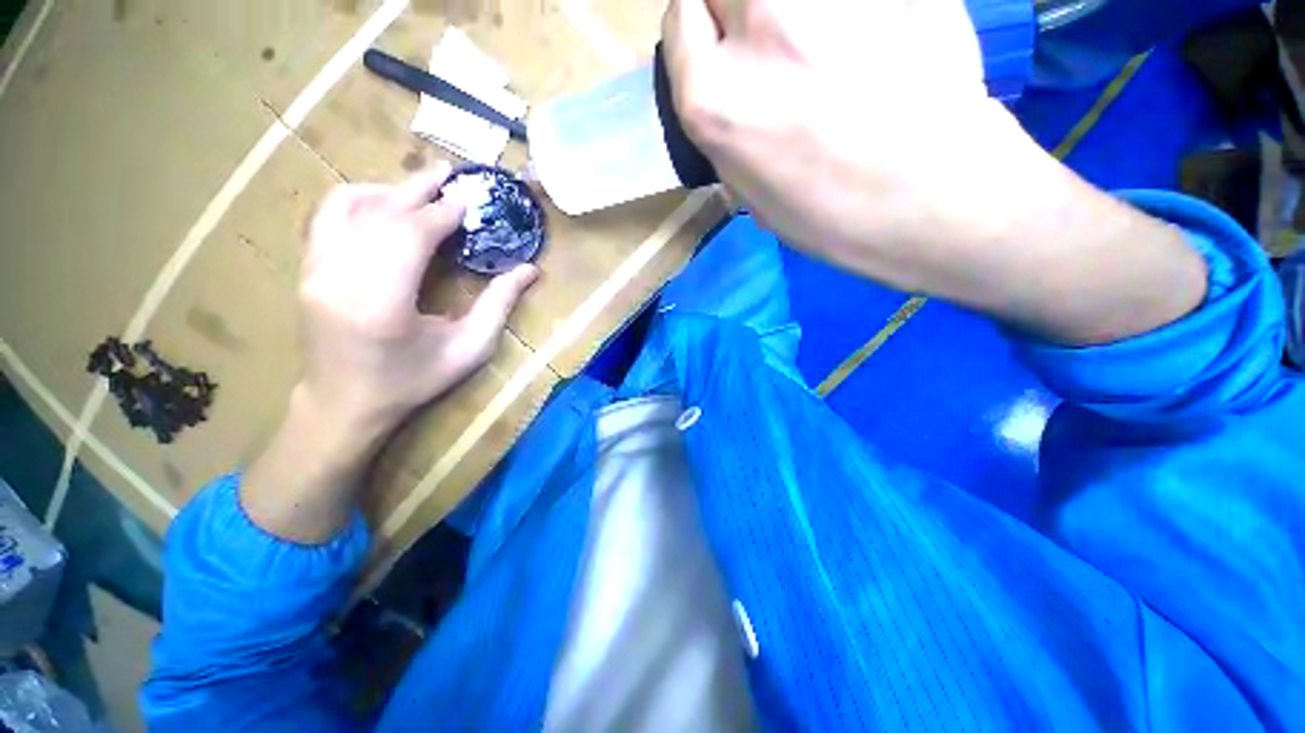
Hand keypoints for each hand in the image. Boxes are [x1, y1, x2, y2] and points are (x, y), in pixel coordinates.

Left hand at [241, 164, 537, 542]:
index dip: (442, 212)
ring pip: (347, 207)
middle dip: (418, 189)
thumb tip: (529, 271)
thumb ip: (498, 307)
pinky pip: (326, 218)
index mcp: (382, 303)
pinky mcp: (306, 271)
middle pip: (380, 213)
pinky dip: (355, 200)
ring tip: (418, 186)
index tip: (469, 200)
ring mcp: (315, 272)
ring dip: (387, 190)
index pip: (410, 235)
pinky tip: (380, 203)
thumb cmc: (412, 383)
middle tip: (448, 173)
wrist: (344, 405)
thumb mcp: (468, 351)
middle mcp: (340, 278)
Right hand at [663, 0, 1014, 263]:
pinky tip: (871, 41)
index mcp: (712, 98)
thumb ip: (728, 132)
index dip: (702, 34)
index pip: (680, 16)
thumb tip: (726, 95)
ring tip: (826, 47)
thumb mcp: (753, 194)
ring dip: (789, 14)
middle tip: (774, 46)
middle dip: (737, 11)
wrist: (938, 199)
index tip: (725, 52)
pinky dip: (847, 13)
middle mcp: (757, 25)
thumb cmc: (836, 218)